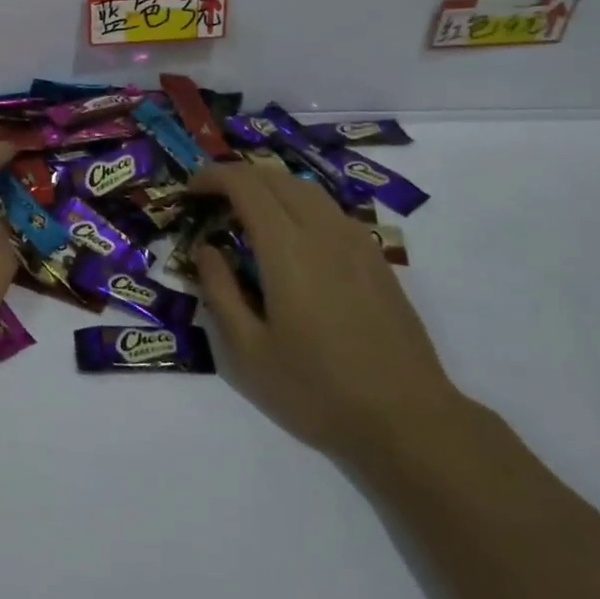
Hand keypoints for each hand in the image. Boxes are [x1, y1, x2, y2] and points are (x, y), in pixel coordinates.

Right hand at [188, 160, 466, 464]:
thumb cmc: (318, 391)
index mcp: (287, 248)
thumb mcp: (248, 352)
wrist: (409, 422)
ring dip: (270, 187)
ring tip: (247, 214)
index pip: (245, 184)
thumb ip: (220, 292)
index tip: (190, 191)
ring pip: (306, 189)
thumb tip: (206, 249)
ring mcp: (355, 242)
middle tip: (212, 201)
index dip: (213, 176)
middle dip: (237, 177)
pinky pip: (330, 210)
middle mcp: (322, 231)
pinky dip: (298, 204)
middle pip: (275, 177)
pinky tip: (292, 238)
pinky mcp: (376, 259)